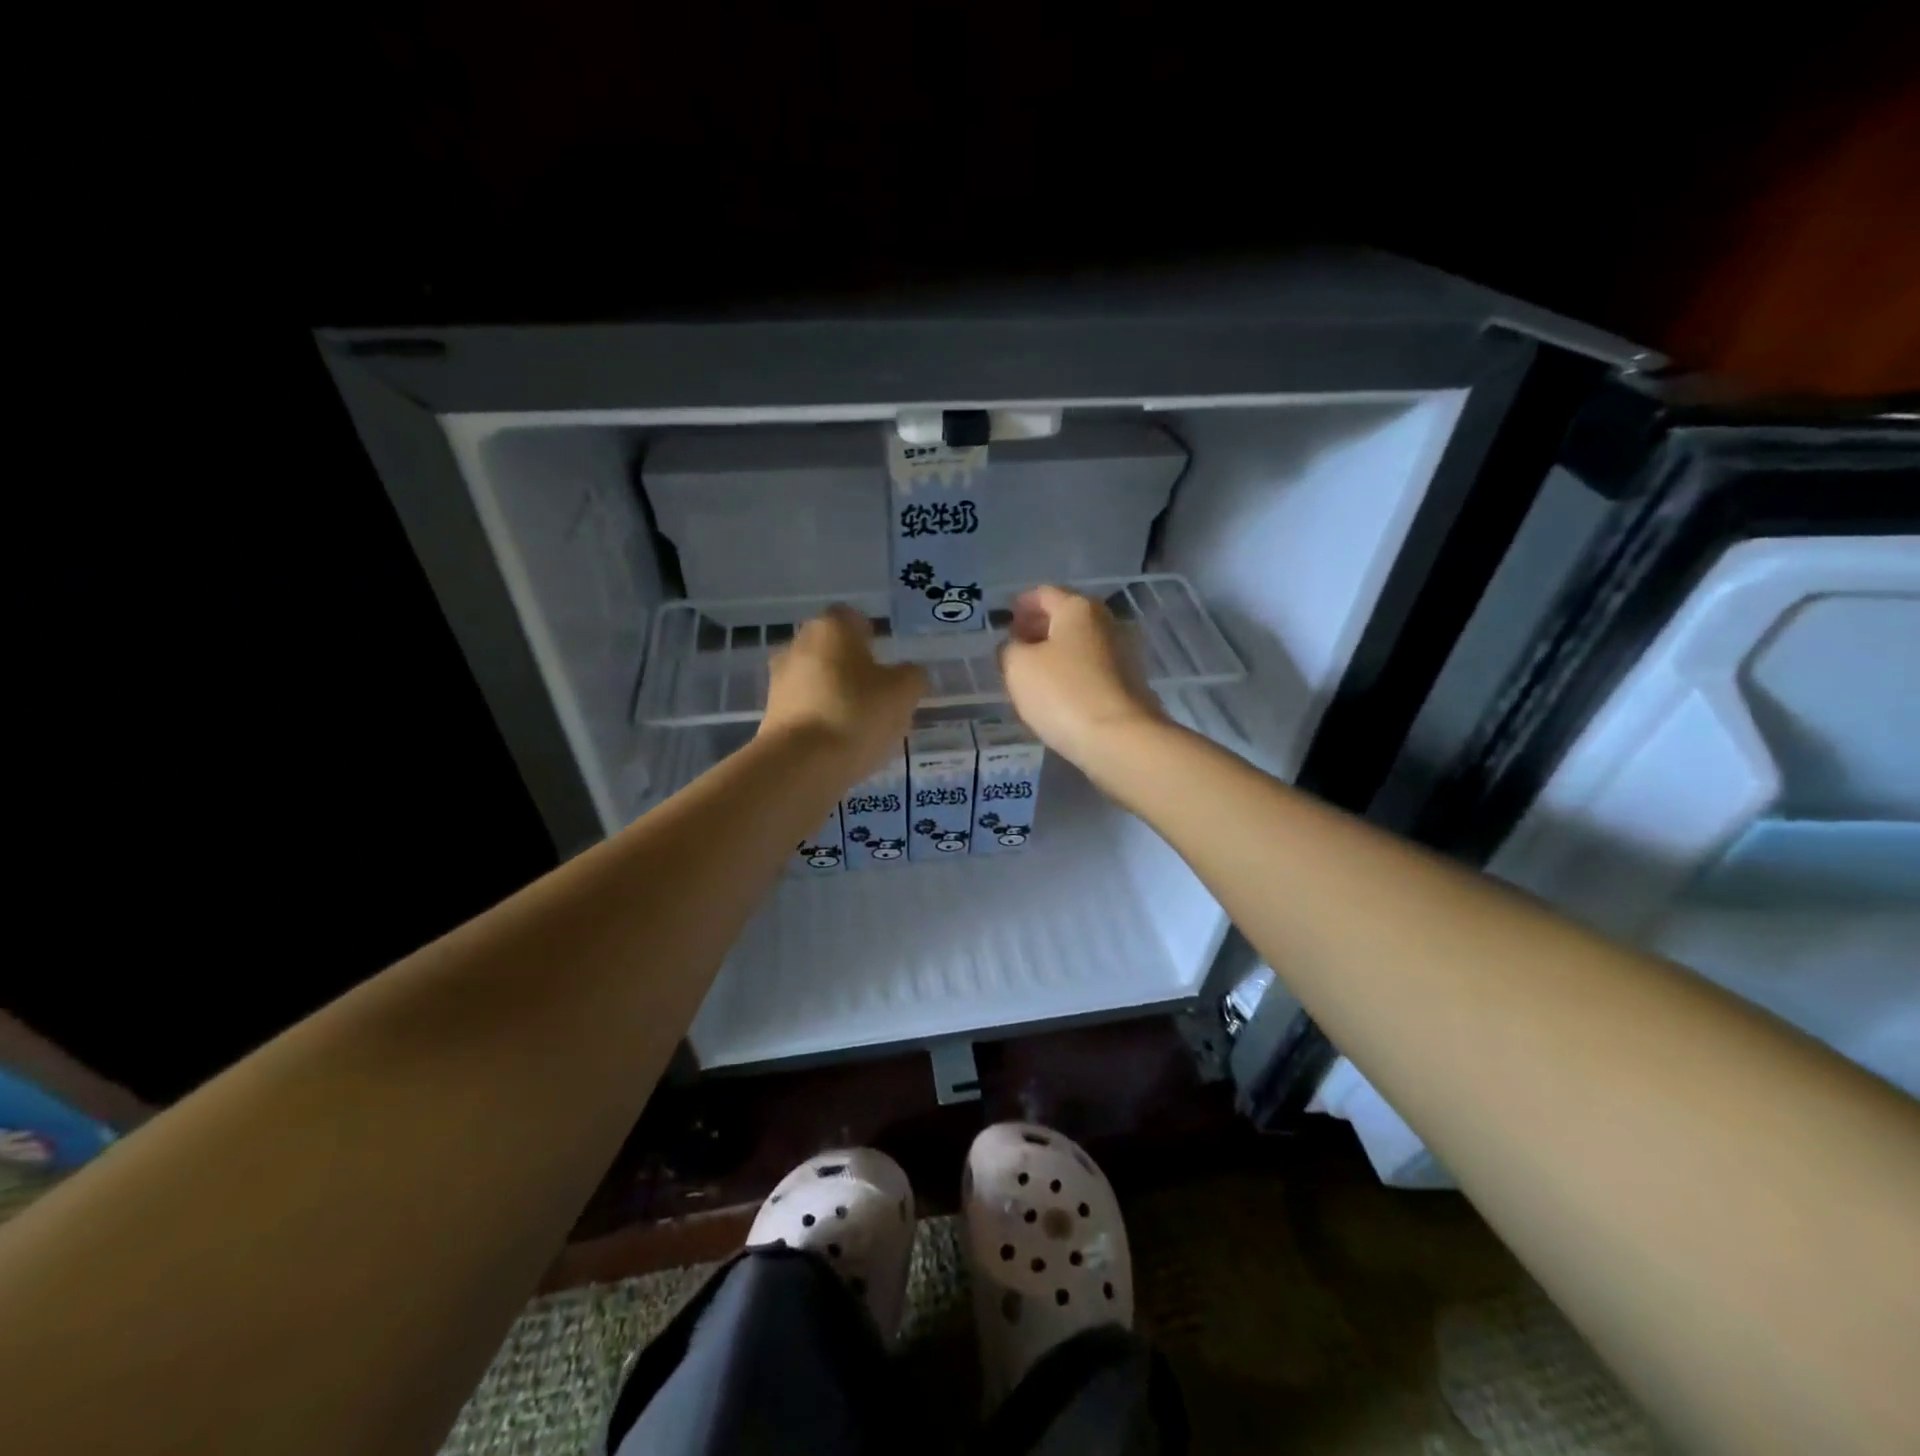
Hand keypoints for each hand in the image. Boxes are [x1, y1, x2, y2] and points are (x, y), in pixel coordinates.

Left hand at [761, 606, 926, 779]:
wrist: (800, 764)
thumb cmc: (857, 714)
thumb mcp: (903, 693)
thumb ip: (912, 676)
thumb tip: (909, 674)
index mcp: (831, 627)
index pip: (852, 618)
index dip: (870, 634)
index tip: (885, 658)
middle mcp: (798, 644)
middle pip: (831, 649)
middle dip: (852, 666)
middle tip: (878, 692)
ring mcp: (779, 680)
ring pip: (816, 679)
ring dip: (835, 693)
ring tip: (862, 723)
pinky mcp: (771, 713)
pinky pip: (804, 707)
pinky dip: (821, 718)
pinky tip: (839, 741)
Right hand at [999, 586, 1165, 766]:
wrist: (1119, 739)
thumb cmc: (1063, 693)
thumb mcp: (1018, 667)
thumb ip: (1009, 649)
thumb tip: (1016, 646)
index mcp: (1078, 608)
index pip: (1043, 594)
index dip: (1021, 605)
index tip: (1005, 622)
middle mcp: (1105, 622)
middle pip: (1065, 617)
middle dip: (1038, 628)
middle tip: (1015, 646)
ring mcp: (1123, 653)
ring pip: (1079, 644)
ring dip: (1055, 653)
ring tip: (1032, 674)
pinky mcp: (1129, 684)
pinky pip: (1091, 669)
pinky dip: (1072, 673)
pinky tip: (1057, 693)